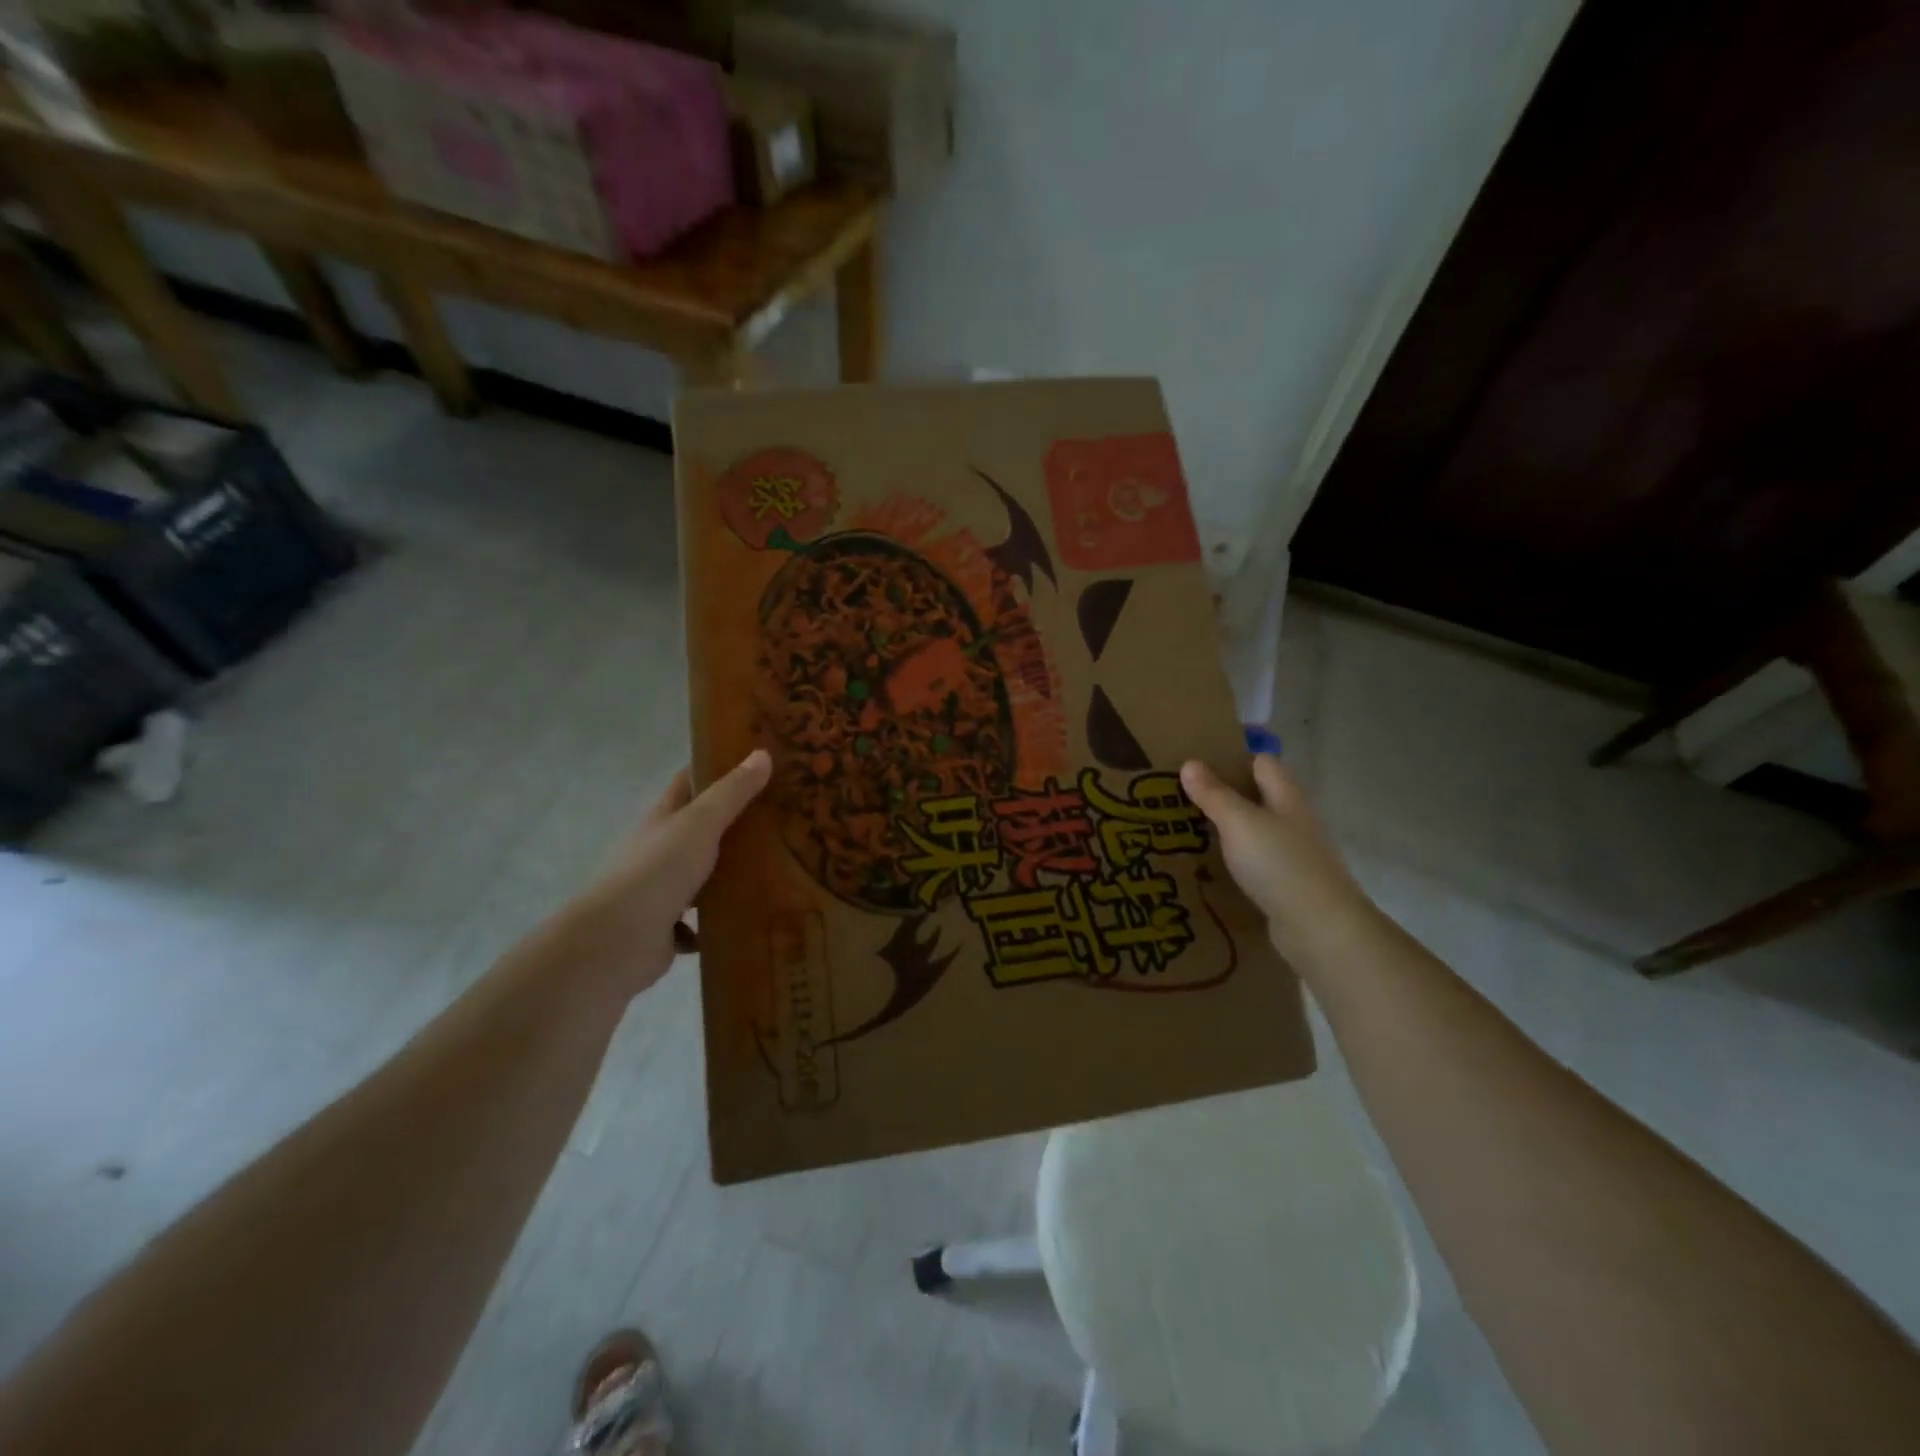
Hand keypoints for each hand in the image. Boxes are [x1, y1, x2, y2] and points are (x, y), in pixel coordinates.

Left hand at [554, 749, 772, 996]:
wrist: (617, 941)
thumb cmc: (659, 870)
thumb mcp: (701, 823)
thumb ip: (732, 793)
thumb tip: (763, 753)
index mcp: (663, 818)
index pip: (689, 782)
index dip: (717, 769)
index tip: (755, 764)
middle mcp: (659, 850)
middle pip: (700, 829)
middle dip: (734, 824)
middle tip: (781, 818)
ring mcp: (660, 890)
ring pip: (701, 876)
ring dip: (728, 875)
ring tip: (774, 871)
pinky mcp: (665, 928)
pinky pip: (698, 922)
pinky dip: (715, 922)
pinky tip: (743, 919)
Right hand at [1180, 754, 1375, 965]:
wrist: (1320, 927)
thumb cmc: (1279, 863)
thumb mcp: (1239, 822)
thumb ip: (1214, 794)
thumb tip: (1190, 763)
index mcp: (1286, 796)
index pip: (1262, 762)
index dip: (1233, 758)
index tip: (1197, 763)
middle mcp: (1294, 820)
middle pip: (1259, 796)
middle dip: (1225, 794)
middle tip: (1183, 797)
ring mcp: (1294, 854)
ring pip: (1257, 831)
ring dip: (1229, 830)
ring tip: (1189, 831)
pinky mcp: (1289, 885)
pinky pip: (1257, 863)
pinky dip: (1236, 861)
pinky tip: (1212, 869)